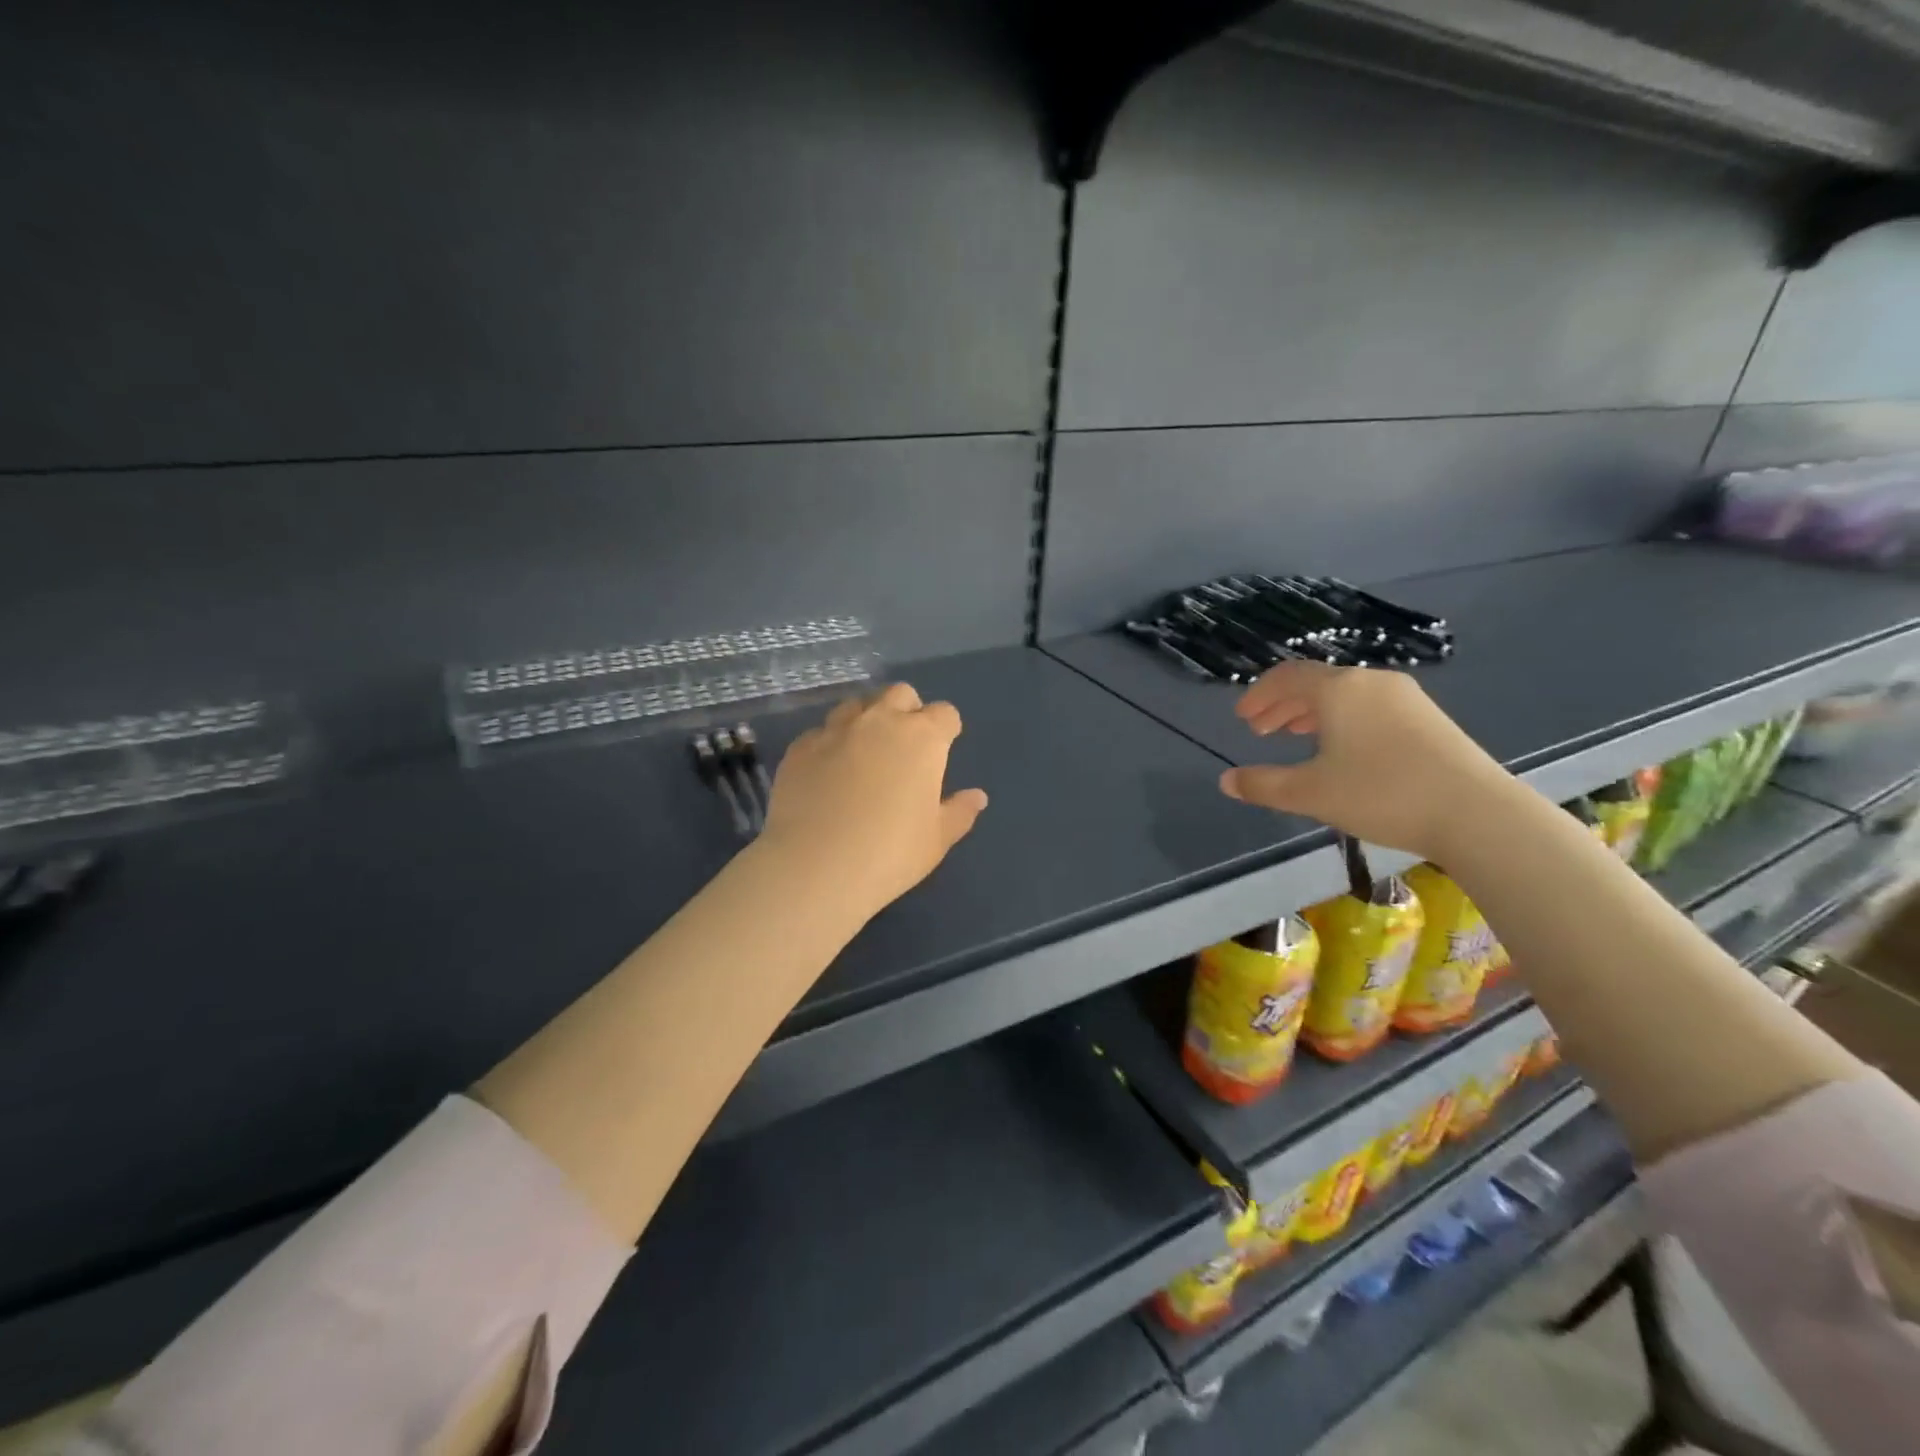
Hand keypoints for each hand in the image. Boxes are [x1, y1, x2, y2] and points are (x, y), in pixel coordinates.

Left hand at [759, 682, 988, 917]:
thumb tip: (977, 796)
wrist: (814, 866)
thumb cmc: (889, 854)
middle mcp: (879, 722)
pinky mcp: (800, 747)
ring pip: (856, 705)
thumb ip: (959, 812)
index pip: (945, 714)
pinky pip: (821, 732)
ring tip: (864, 753)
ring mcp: (835, 730)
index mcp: (922, 738)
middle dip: (907, 710)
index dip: (946, 729)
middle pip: (899, 694)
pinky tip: (827, 773)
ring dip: (866, 720)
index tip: (942, 750)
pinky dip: (830, 744)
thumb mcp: (936, 840)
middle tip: (904, 746)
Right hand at [1219, 662, 1510, 860]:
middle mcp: (1371, 682)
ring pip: (1345, 695)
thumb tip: (1226, 781)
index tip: (1242, 718)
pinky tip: (1343, 748)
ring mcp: (1405, 697)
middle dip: (1283, 704)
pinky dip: (1343, 719)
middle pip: (1317, 682)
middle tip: (1261, 730)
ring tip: (1296, 736)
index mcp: (1339, 690)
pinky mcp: (1429, 717)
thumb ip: (1263, 785)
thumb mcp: (1311, 793)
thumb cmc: (1381, 794)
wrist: (1476, 813)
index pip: (1287, 676)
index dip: (1259, 695)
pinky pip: (1370, 706)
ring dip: (1313, 712)